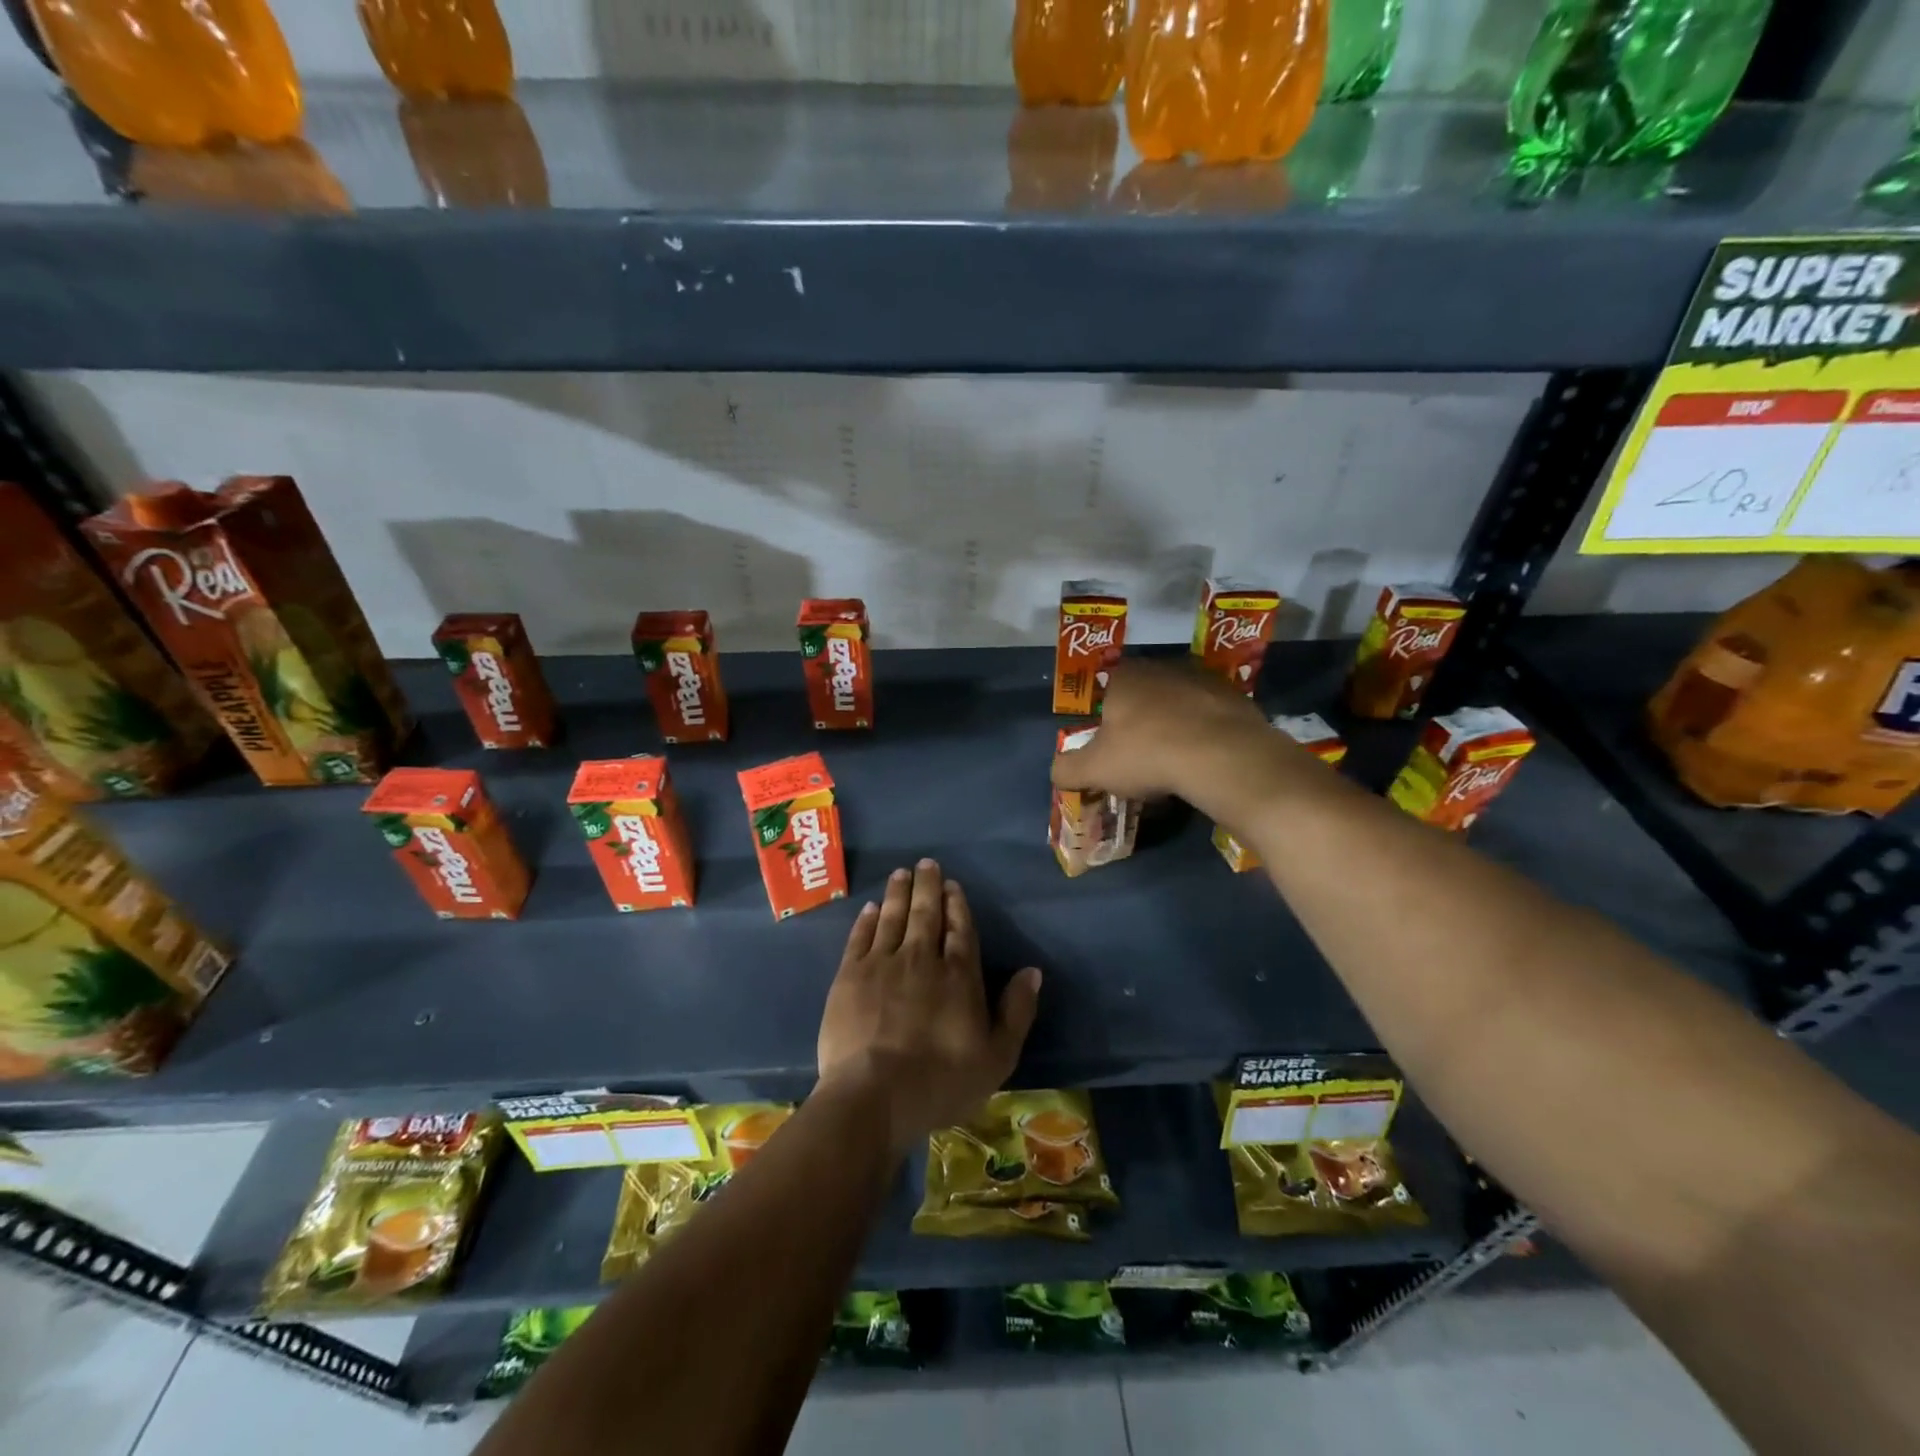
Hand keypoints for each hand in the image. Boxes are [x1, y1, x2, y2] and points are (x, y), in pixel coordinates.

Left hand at [817, 860, 1041, 1153]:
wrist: (873, 1096)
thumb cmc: (941, 1082)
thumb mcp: (997, 1057)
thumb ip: (1016, 1011)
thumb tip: (1033, 971)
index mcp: (958, 975)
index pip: (959, 929)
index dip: (957, 905)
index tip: (953, 885)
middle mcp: (921, 958)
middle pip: (925, 914)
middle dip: (927, 886)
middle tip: (926, 863)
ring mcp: (882, 964)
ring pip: (892, 917)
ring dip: (898, 893)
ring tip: (900, 873)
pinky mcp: (849, 976)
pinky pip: (860, 937)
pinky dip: (867, 920)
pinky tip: (870, 908)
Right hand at [1049, 658, 1279, 820]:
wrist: (1222, 756)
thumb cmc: (1147, 754)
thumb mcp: (1094, 770)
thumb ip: (1067, 769)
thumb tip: (1057, 771)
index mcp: (1123, 677)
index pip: (1104, 690)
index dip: (1104, 718)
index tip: (1110, 746)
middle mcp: (1160, 667)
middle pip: (1142, 694)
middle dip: (1139, 721)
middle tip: (1140, 755)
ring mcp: (1201, 677)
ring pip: (1177, 701)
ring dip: (1173, 724)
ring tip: (1175, 759)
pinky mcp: (1234, 694)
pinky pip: (1209, 714)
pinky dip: (1204, 731)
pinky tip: (1204, 757)